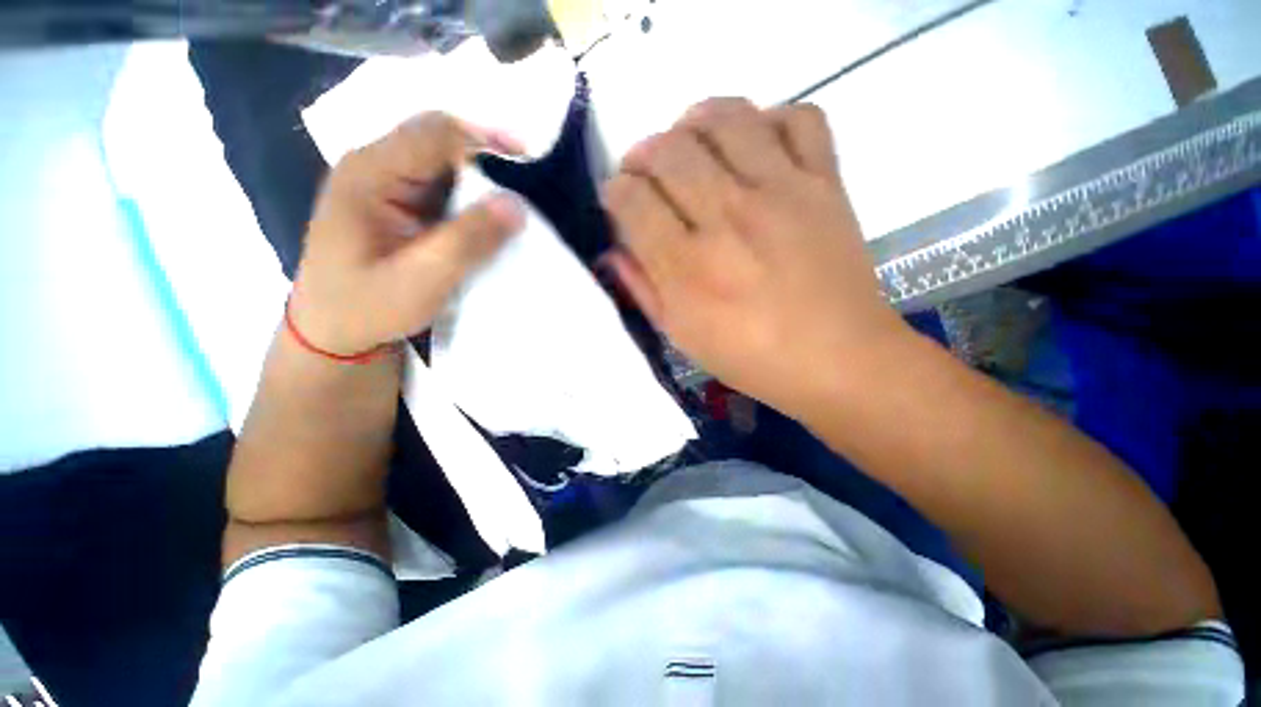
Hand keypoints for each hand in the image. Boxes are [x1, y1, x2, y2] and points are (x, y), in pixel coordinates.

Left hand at [289, 113, 525, 355]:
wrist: (333, 334)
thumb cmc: (367, 309)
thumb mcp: (422, 280)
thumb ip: (468, 240)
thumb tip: (516, 205)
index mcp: (369, 174)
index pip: (434, 132)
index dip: (485, 137)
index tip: (529, 157)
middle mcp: (375, 168)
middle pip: (440, 142)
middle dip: (488, 159)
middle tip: (530, 185)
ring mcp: (385, 187)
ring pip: (444, 166)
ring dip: (483, 182)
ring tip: (517, 203)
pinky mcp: (398, 206)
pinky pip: (442, 189)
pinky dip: (472, 200)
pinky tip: (491, 219)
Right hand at [603, 98, 908, 414]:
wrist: (839, 359)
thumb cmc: (751, 357)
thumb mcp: (682, 337)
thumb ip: (643, 290)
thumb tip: (613, 250)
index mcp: (688, 267)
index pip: (632, 199)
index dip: (615, 191)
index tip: (620, 200)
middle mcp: (727, 219)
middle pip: (668, 150)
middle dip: (643, 154)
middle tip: (648, 173)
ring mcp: (781, 192)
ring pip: (725, 118)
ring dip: (694, 122)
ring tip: (692, 145)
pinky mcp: (825, 182)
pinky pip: (798, 117)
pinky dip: (770, 119)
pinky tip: (756, 146)